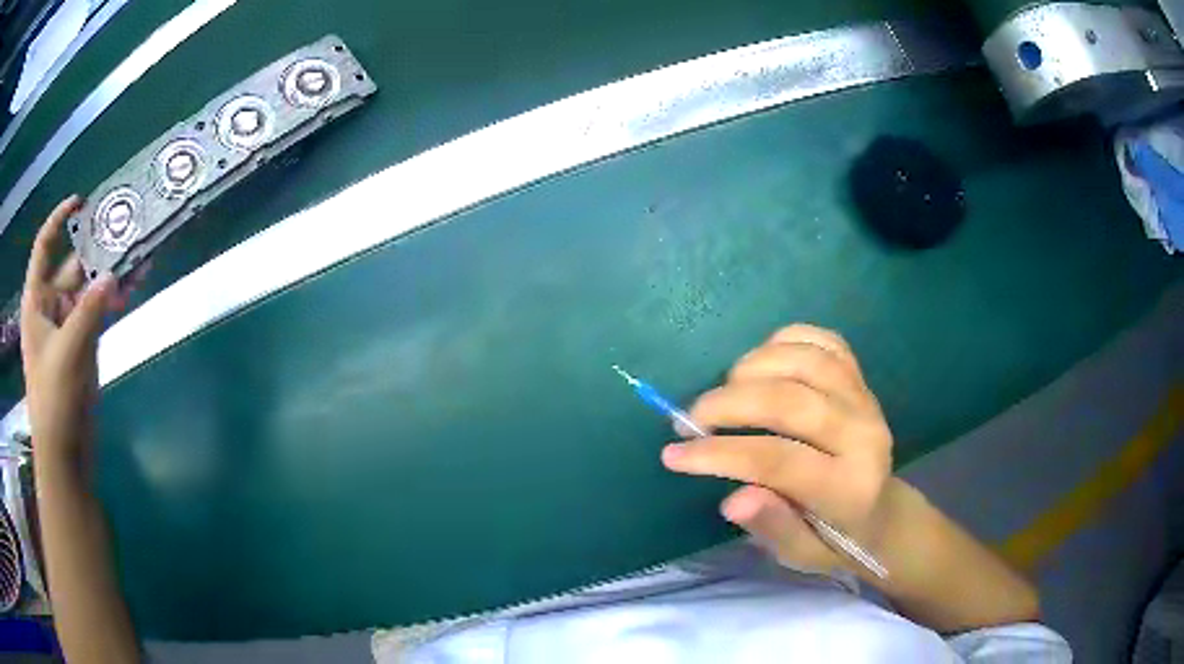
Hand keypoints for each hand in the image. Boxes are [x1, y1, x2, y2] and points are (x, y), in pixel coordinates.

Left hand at [20, 196, 133, 459]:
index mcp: (36, 301)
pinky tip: (131, 289)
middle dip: (94, 249)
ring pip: (87, 289)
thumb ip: (89, 309)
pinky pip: (97, 311)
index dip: (59, 220)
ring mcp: (66, 326)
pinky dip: (111, 299)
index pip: (44, 247)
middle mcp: (49, 307)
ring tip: (135, 256)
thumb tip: (112, 275)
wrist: (64, 453)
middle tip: (122, 229)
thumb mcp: (69, 351)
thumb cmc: (55, 399)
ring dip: (108, 274)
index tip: (81, 201)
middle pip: (71, 265)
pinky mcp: (82, 345)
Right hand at [662, 324, 892, 574]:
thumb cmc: (834, 539)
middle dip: (727, 404)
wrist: (884, 512)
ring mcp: (865, 399)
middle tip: (689, 419)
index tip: (674, 453)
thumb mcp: (800, 554)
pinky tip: (760, 362)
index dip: (718, 454)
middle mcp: (863, 435)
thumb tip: (733, 499)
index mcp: (849, 487)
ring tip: (723, 391)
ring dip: (751, 367)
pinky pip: (824, 341)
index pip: (777, 460)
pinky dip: (785, 340)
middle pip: (789, 401)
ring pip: (804, 361)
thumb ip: (772, 527)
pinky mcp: (862, 378)